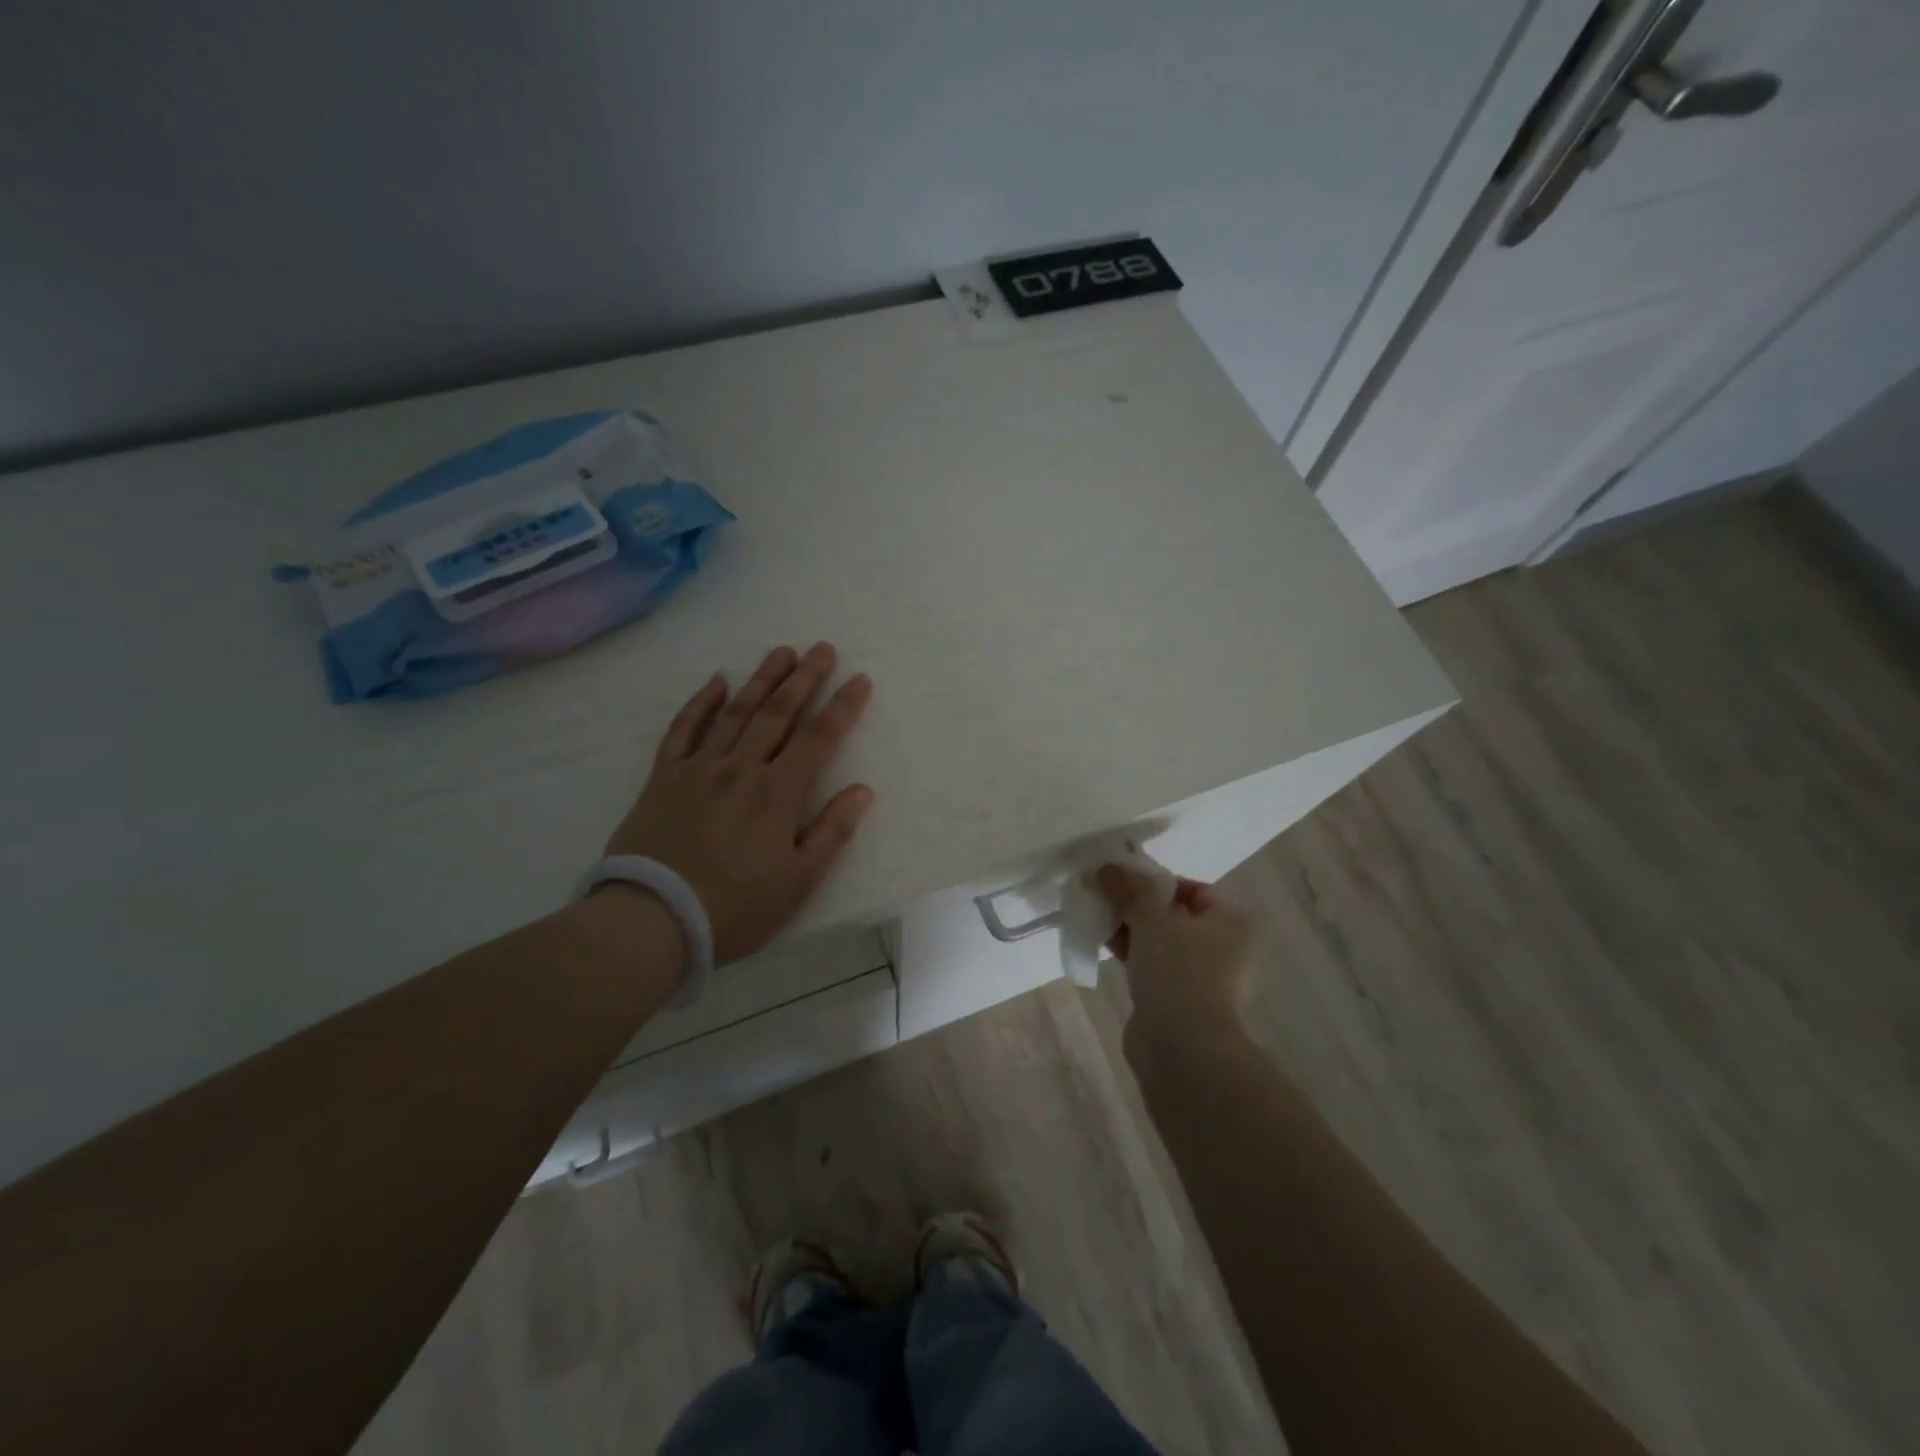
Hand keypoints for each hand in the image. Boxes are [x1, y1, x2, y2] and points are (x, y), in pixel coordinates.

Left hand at [604, 642, 873, 963]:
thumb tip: (862, 790)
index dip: (842, 706)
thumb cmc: (735, 907)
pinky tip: (716, 681)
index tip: (860, 678)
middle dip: (804, 678)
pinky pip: (683, 730)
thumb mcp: (798, 881)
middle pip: (778, 713)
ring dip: (761, 679)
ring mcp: (699, 768)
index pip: (818, 738)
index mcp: (778, 792)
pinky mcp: (664, 778)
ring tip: (781, 652)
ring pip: (735, 712)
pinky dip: (700, 703)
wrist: (652, 920)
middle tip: (822, 648)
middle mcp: (741, 768)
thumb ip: (832, 832)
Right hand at [1097, 865, 1253, 1041]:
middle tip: (1105, 896)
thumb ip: (1129, 890)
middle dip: (1138, 905)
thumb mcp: (1150, 920)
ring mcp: (1203, 977)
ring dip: (1130, 929)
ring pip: (1161, 942)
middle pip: (1175, 914)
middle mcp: (1224, 946)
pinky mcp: (1180, 1000)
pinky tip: (1101, 944)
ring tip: (1096, 917)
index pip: (1194, 888)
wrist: (1183, 1047)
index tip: (1125, 882)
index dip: (1157, 882)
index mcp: (1231, 921)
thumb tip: (1107, 867)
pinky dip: (1132, 954)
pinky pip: (1154, 966)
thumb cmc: (1178, 971)